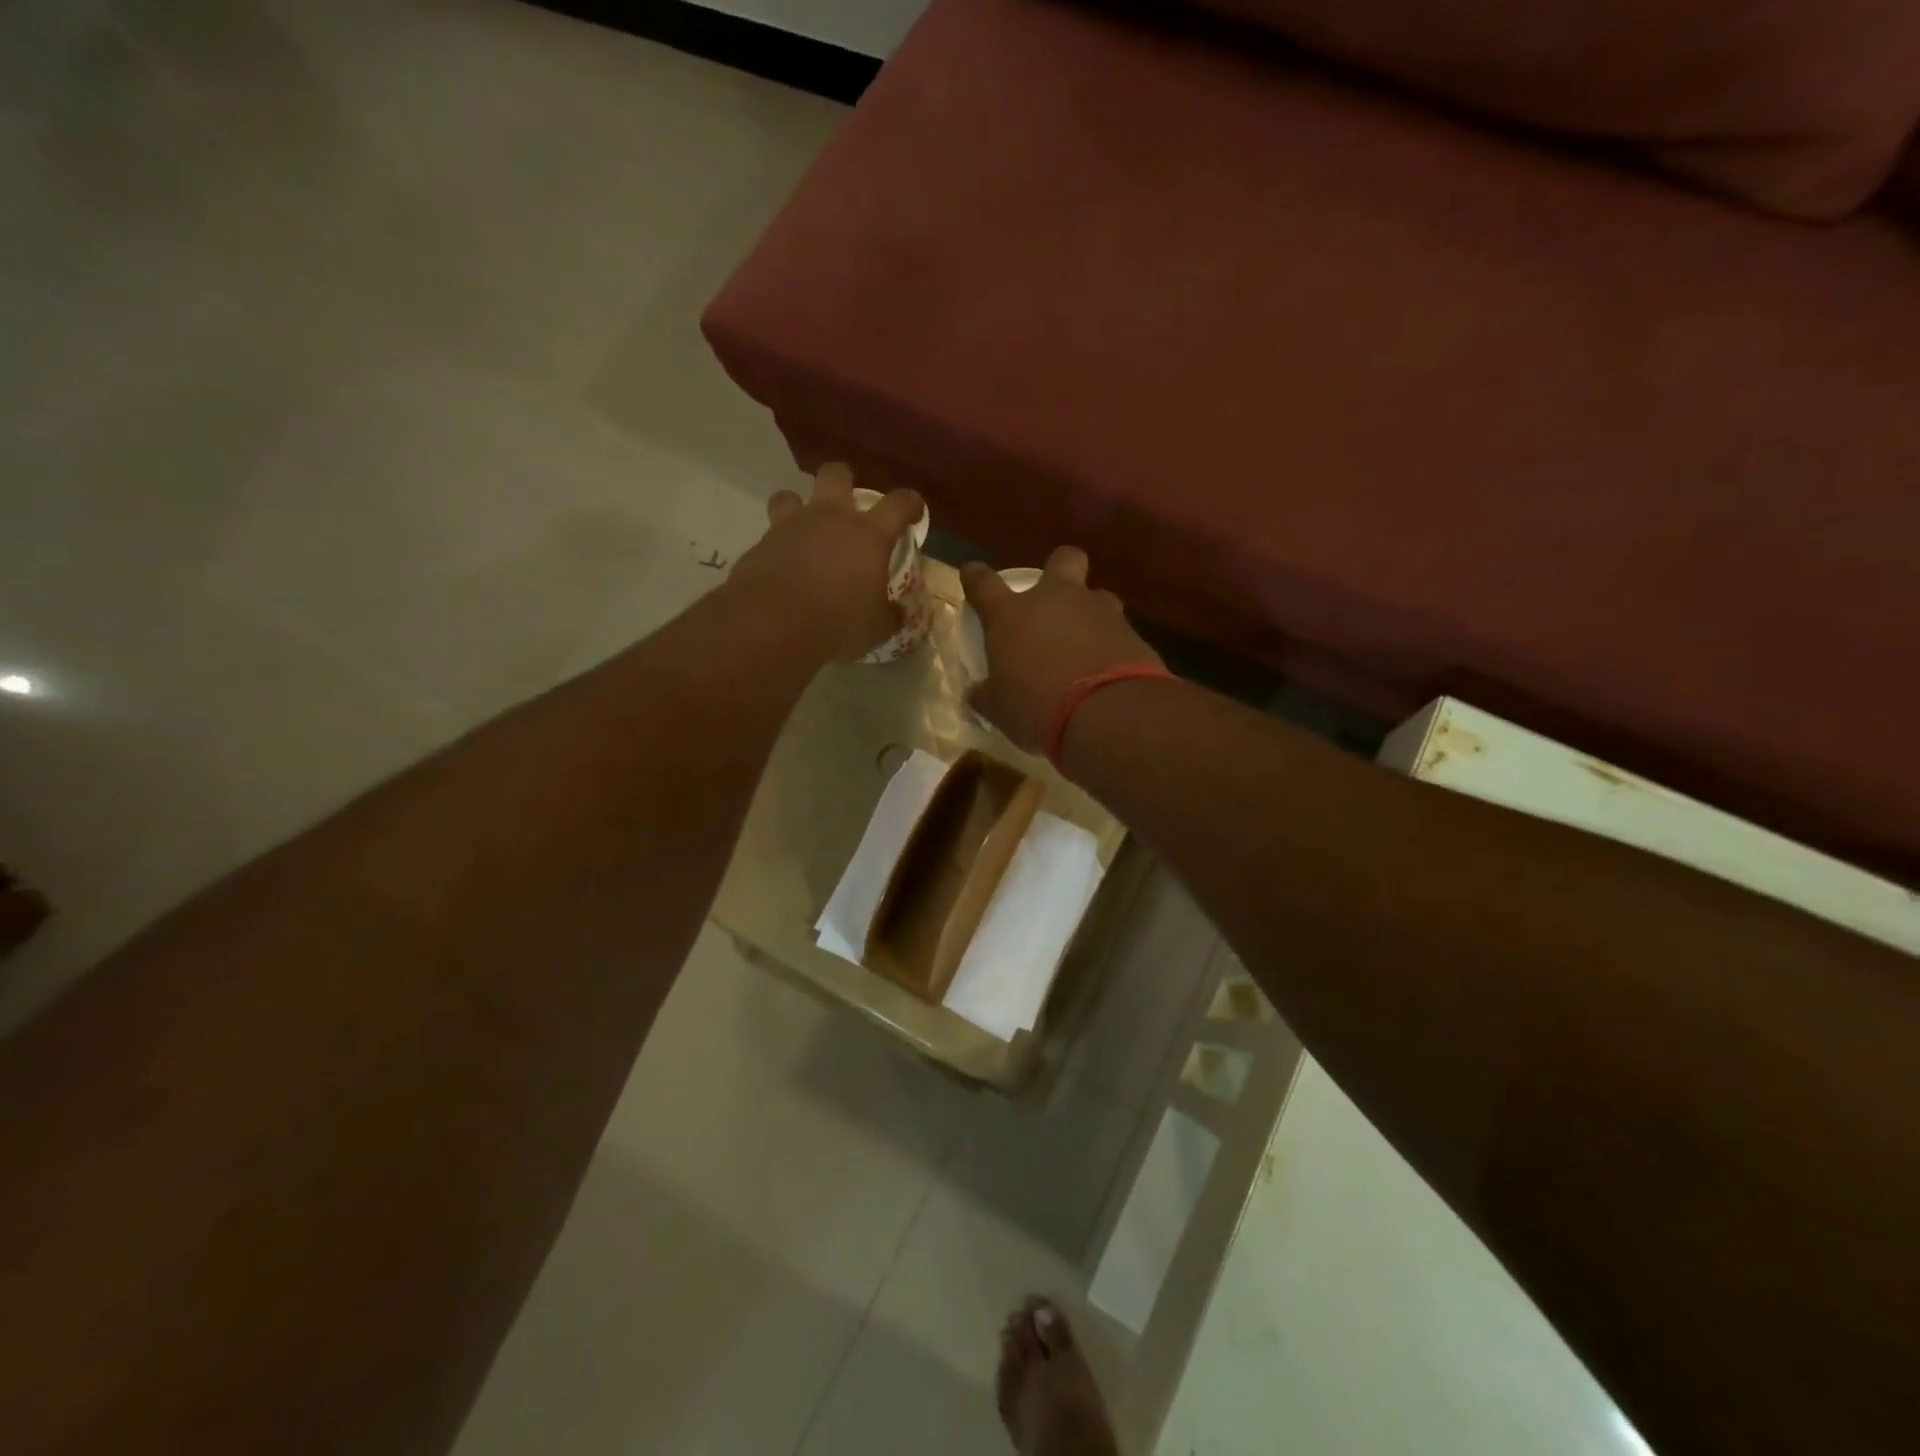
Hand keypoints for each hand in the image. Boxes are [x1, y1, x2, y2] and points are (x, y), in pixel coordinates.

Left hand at [730, 462, 924, 661]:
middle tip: (847, 505)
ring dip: (798, 506)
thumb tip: (897, 613)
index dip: (910, 504)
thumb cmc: (837, 623)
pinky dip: (778, 545)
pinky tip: (781, 567)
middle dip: (844, 481)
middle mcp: (830, 518)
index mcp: (868, 535)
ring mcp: (791, 526)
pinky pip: (770, 533)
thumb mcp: (876, 628)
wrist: (772, 625)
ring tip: (803, 530)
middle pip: (836, 474)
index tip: (913, 512)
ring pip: (791, 495)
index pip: (899, 504)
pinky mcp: (761, 543)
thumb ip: (889, 615)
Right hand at [962, 546, 1163, 754]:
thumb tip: (977, 693)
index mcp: (1011, 615)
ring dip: (1090, 614)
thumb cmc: (1036, 707)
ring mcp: (1098, 612)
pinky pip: (1118, 631)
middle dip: (1059, 569)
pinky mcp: (1132, 633)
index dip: (975, 576)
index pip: (983, 582)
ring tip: (1087, 645)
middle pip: (1062, 559)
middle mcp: (1056, 600)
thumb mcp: (1000, 708)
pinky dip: (1112, 645)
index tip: (972, 575)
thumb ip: (987, 695)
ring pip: (1097, 596)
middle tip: (1054, 598)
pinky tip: (1109, 671)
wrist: (1106, 713)